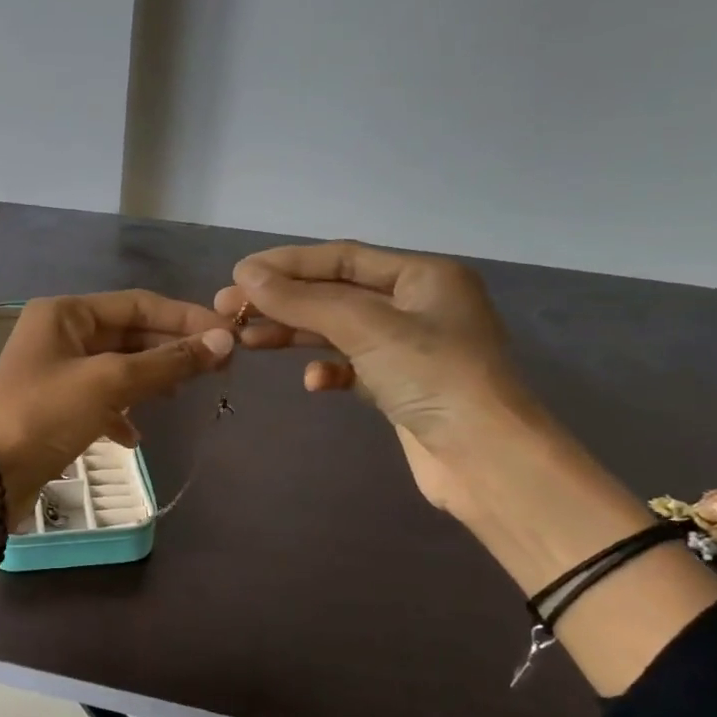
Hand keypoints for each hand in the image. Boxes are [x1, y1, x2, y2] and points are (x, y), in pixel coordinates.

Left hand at [0, 291, 233, 507]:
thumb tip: (223, 341)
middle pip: (129, 333)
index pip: (138, 304)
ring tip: (184, 395)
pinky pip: (100, 398)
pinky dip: (121, 411)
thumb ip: (167, 363)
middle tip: (219, 367)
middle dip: (171, 349)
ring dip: (151, 379)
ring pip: (117, 366)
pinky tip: (134, 435)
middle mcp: (59, 333)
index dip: (185, 317)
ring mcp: (56, 370)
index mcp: (65, 312)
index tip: (228, 334)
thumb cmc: (45, 415)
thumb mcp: (109, 383)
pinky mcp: (55, 406)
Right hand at [214, 242, 540, 513]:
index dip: (289, 264)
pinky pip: (353, 367)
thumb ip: (303, 300)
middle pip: (336, 293)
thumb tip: (245, 274)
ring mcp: (410, 348)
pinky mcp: (401, 387)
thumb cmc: (433, 376)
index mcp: (423, 276)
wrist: (485, 459)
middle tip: (230, 310)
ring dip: (295, 335)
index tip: (239, 273)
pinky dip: (329, 371)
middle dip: (284, 301)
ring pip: (339, 331)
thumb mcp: (365, 327)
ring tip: (248, 342)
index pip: (343, 257)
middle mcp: (418, 305)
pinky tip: (313, 383)